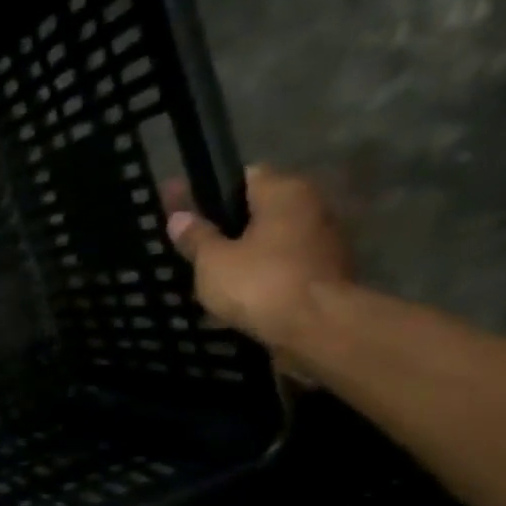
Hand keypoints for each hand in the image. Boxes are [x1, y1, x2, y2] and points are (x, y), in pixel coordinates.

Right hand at [165, 166, 353, 358]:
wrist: (316, 327)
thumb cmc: (259, 283)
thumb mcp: (212, 261)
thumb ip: (195, 237)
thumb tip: (178, 218)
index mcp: (284, 192)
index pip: (244, 177)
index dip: (213, 193)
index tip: (188, 214)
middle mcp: (311, 206)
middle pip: (260, 210)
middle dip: (230, 227)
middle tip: (196, 249)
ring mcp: (324, 240)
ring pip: (273, 240)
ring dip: (247, 254)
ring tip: (213, 277)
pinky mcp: (326, 272)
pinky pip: (284, 266)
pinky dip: (263, 275)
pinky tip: (239, 295)